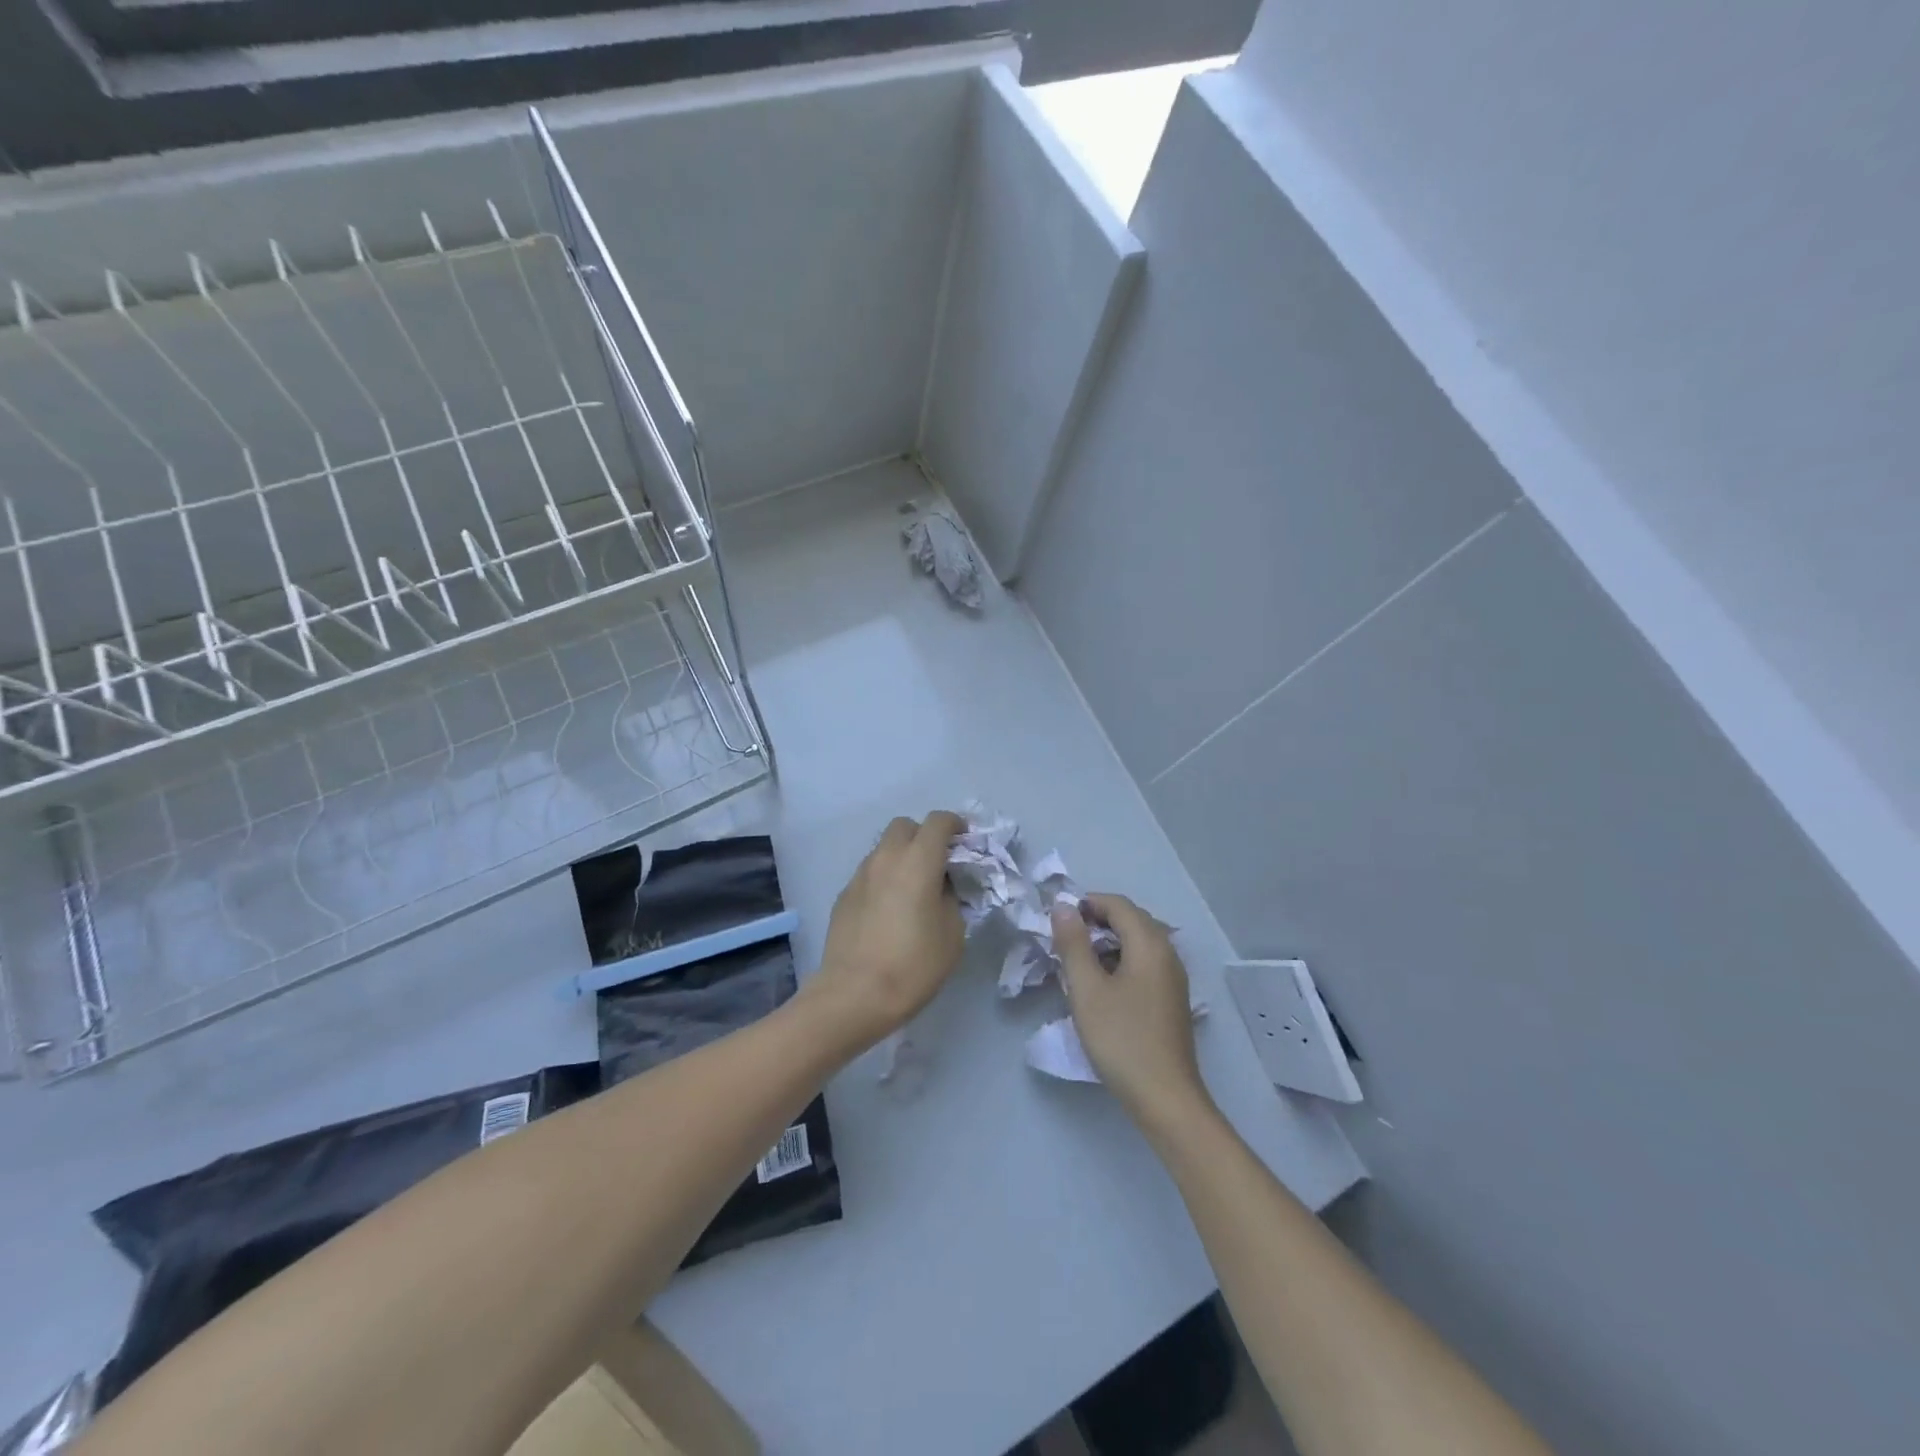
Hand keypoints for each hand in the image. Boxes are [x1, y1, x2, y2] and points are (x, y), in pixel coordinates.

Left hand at [803, 812, 965, 1051]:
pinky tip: (889, 911)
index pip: (938, 821)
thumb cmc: (914, 964)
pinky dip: (884, 879)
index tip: (965, 842)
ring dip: (901, 857)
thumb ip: (951, 898)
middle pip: (905, 826)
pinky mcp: (843, 895)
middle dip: (924, 836)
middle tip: (937, 864)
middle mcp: (886, 857)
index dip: (955, 825)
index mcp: (918, 860)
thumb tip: (941, 888)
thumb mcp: (953, 933)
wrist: (854, 994)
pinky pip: (869, 873)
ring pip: (884, 848)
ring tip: (912, 890)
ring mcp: (860, 875)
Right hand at [1054, 893, 1210, 1125]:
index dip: (1087, 903)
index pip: (1118, 904)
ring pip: (1138, 943)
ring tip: (1078, 964)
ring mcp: (1173, 977)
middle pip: (1131, 920)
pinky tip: (1102, 986)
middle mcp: (1168, 953)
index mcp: (1150, 944)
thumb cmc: (1122, 1039)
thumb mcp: (1087, 990)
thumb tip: (1063, 907)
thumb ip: (1073, 944)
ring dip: (1107, 943)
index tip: (1057, 920)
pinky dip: (1120, 962)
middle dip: (1096, 922)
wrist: (1165, 1098)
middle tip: (1064, 941)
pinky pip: (1144, 964)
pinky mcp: (1172, 999)